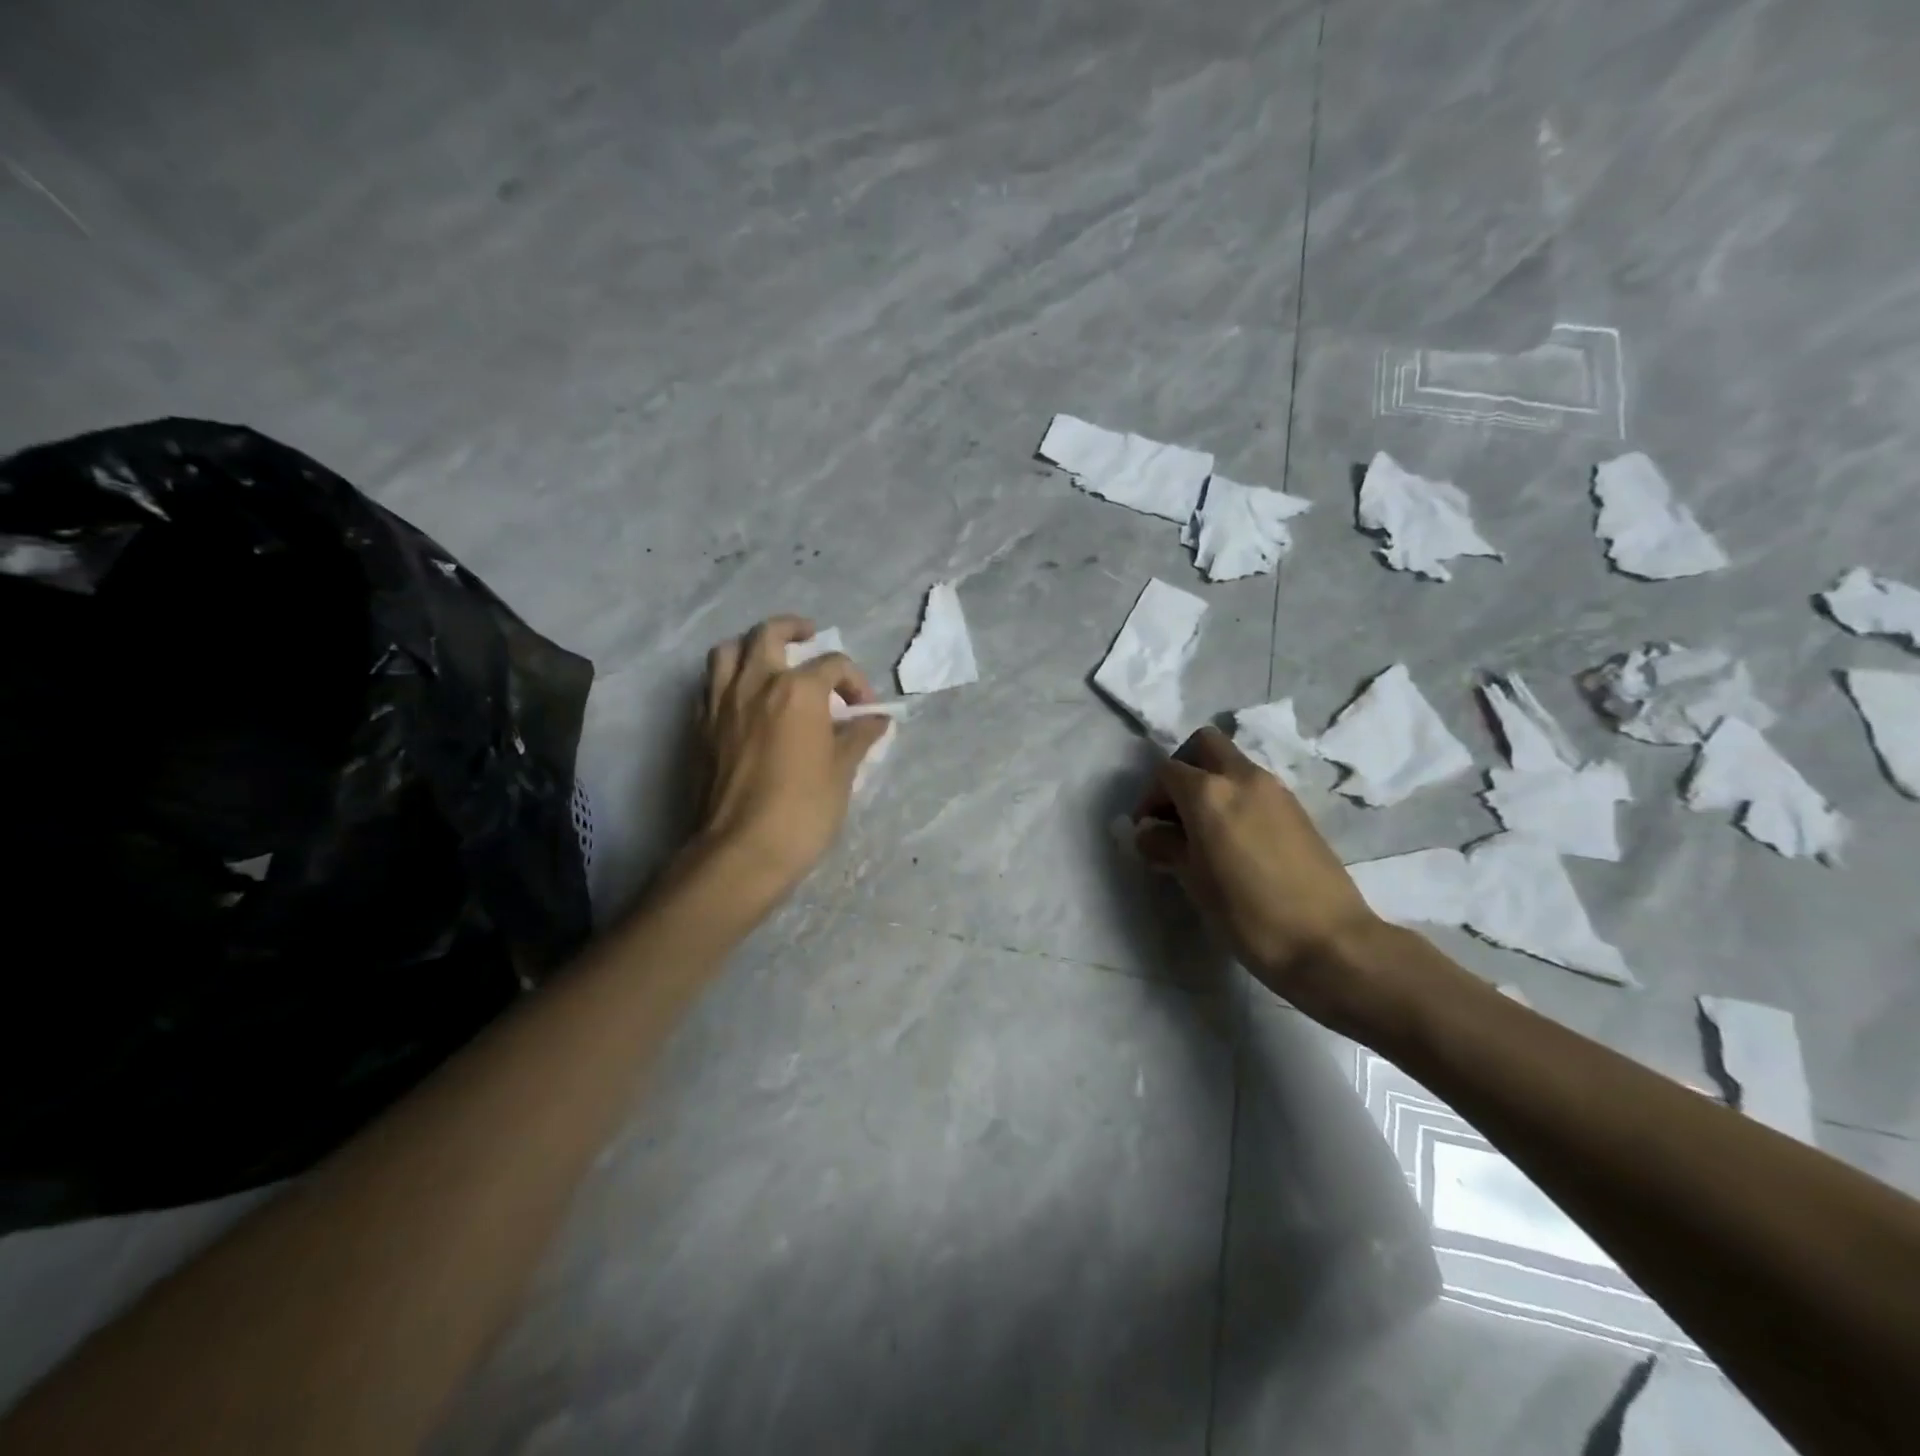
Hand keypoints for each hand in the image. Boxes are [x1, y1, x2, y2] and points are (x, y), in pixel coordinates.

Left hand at [692, 616, 890, 899]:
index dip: (856, 682)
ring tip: (768, 660)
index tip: (864, 710)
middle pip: (769, 634)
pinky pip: (710, 685)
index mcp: (797, 690)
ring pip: (729, 651)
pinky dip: (728, 679)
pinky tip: (743, 699)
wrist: (743, 850)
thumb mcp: (843, 772)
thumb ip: (858, 737)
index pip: (833, 665)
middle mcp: (756, 684)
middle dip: (794, 629)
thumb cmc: (803, 810)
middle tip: (809, 637)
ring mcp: (721, 703)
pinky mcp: (699, 727)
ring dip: (751, 646)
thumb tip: (875, 720)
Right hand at [1132, 726, 1392, 1031]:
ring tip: (1204, 833)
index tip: (1148, 831)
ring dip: (1212, 784)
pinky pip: (1256, 787)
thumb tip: (1149, 833)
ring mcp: (1276, 791)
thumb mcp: (1194, 882)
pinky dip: (1237, 799)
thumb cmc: (1248, 914)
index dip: (1150, 797)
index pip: (1166, 771)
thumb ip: (1166, 847)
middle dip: (1183, 769)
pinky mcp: (1298, 810)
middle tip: (1175, 810)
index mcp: (1209, 793)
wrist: (1329, 942)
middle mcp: (1243, 778)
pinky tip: (1235, 842)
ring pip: (1232, 764)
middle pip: (1205, 745)